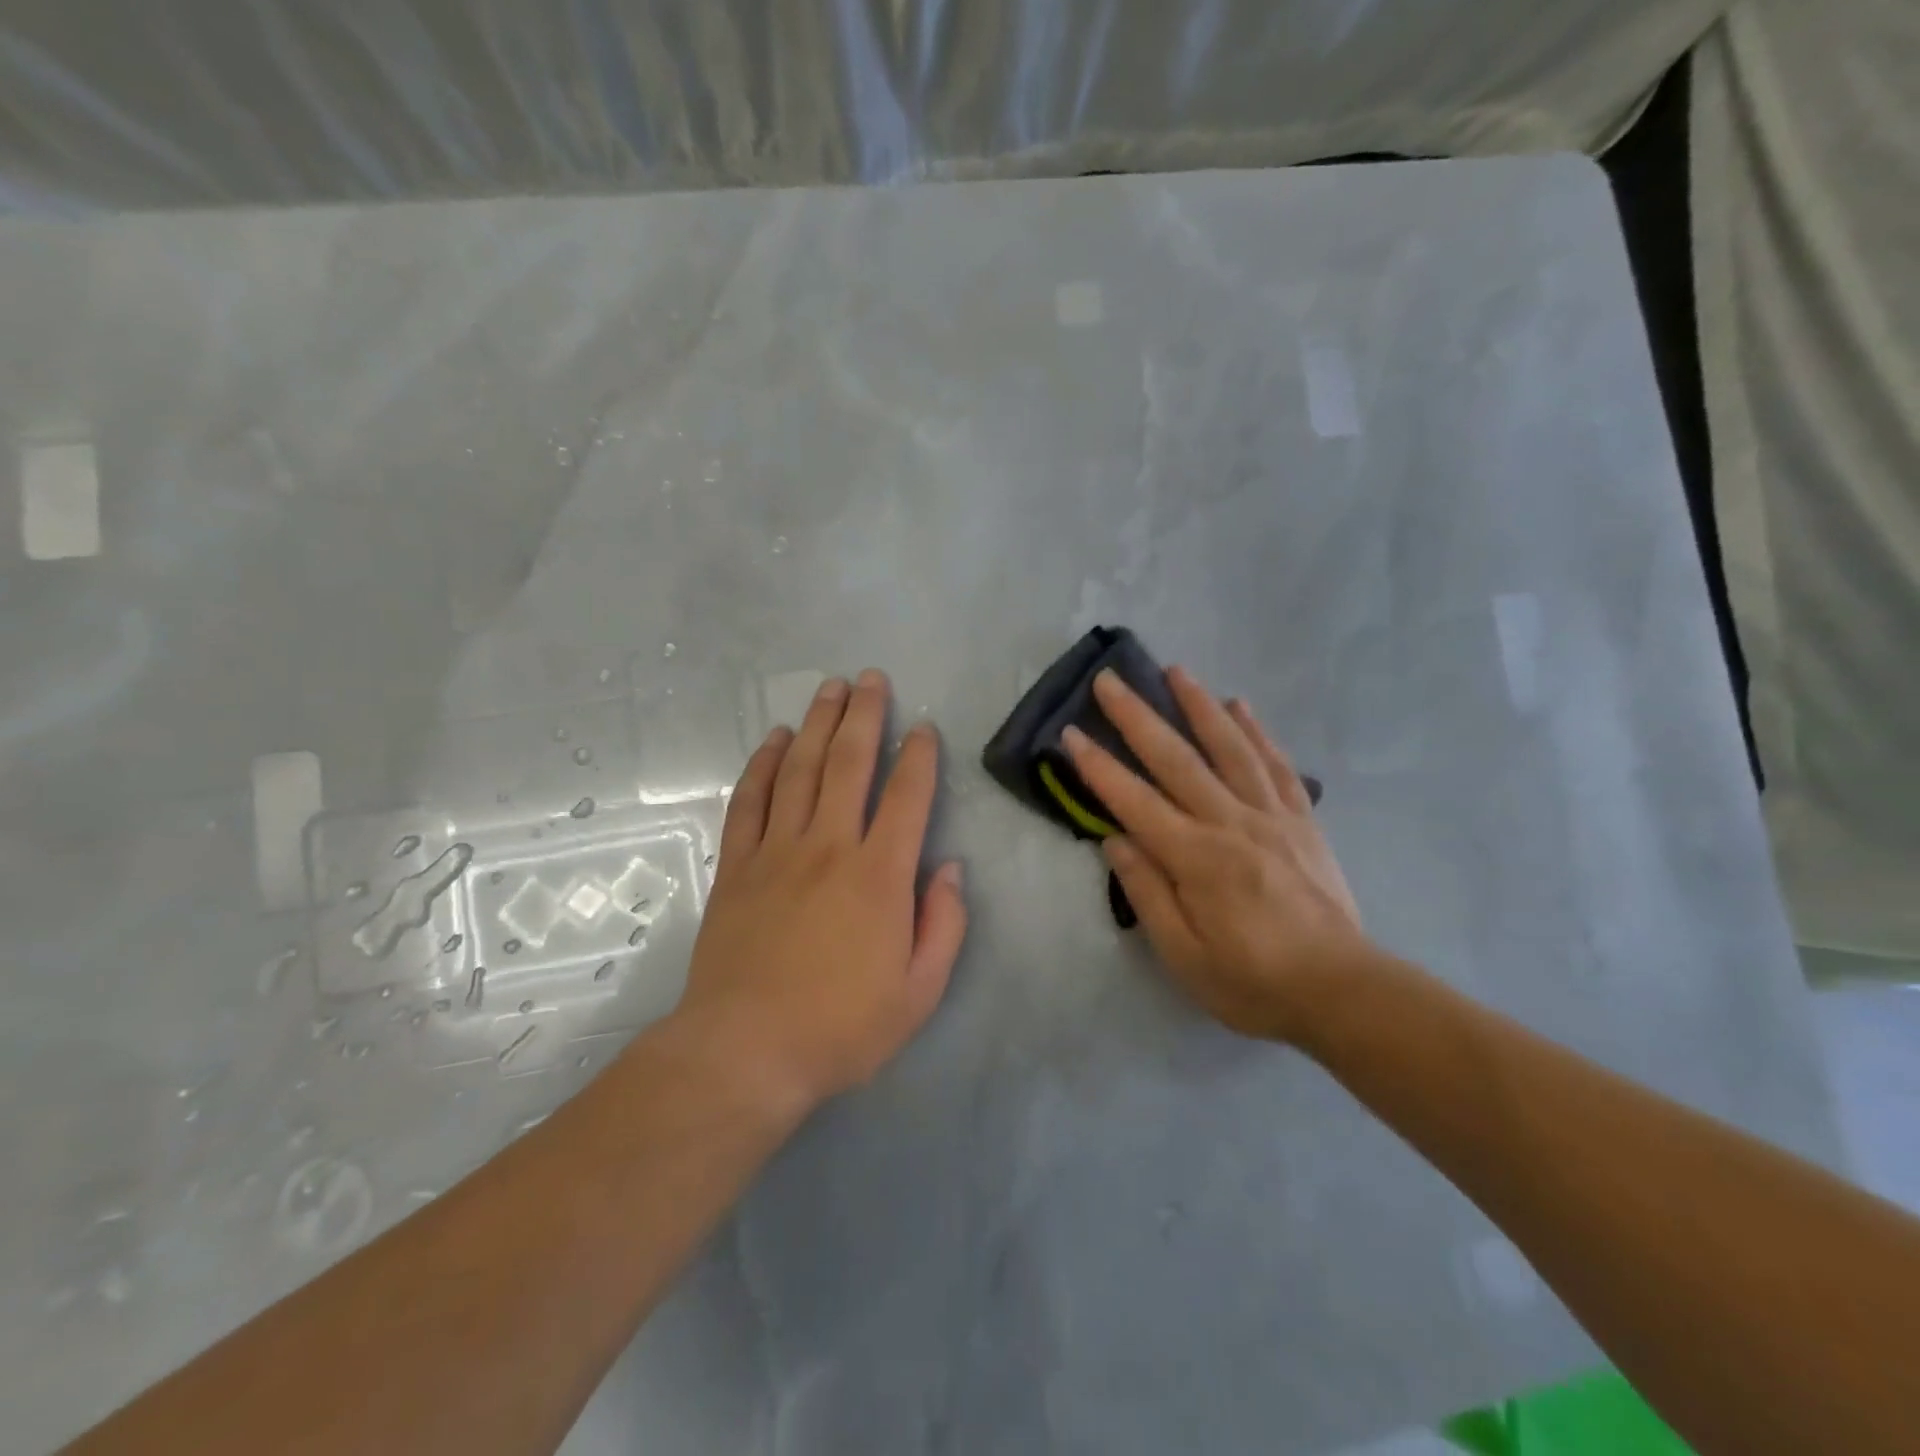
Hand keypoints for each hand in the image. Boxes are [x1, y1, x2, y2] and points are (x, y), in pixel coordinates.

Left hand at [672, 670, 966, 1115]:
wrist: (745, 1053)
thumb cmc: (841, 1028)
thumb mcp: (919, 992)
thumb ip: (944, 925)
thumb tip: (951, 869)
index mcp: (879, 875)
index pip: (906, 797)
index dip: (918, 756)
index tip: (922, 728)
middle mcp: (829, 847)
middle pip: (848, 764)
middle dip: (864, 716)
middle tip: (871, 679)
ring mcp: (777, 852)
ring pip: (799, 770)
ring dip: (816, 724)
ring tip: (829, 689)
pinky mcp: (737, 867)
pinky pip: (749, 801)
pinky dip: (762, 765)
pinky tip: (773, 740)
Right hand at [1063, 666, 1373, 1043]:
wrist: (1343, 992)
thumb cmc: (1253, 982)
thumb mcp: (1184, 956)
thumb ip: (1148, 893)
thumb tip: (1115, 840)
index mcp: (1197, 858)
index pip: (1135, 801)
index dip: (1099, 766)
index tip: (1072, 733)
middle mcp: (1232, 823)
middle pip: (1176, 759)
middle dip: (1137, 716)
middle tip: (1110, 679)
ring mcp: (1271, 816)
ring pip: (1229, 748)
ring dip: (1198, 705)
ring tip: (1175, 671)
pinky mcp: (1302, 820)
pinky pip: (1276, 765)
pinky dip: (1257, 731)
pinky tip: (1240, 706)